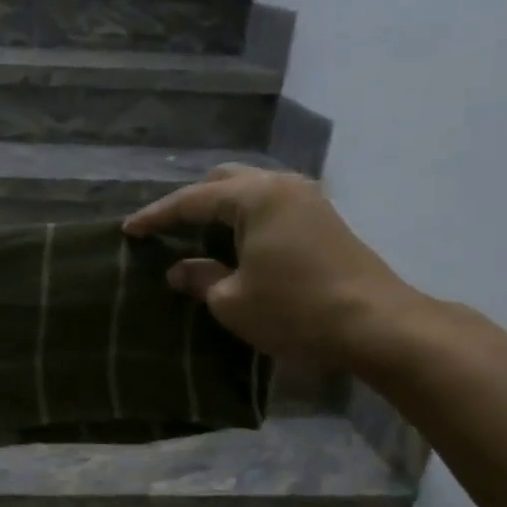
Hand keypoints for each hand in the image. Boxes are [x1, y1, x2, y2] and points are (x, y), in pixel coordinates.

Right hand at [124, 165, 419, 364]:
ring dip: (222, 209)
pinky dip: (246, 218)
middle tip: (168, 228)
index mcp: (255, 196)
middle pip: (225, 181)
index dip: (156, 216)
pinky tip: (237, 243)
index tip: (129, 230)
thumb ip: (200, 278)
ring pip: (252, 190)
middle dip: (192, 202)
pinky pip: (271, 205)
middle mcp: (282, 185)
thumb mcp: (232, 301)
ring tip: (199, 235)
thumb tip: (181, 270)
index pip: (192, 200)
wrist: (377, 325)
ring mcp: (308, 199)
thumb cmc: (295, 310)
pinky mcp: (324, 219)